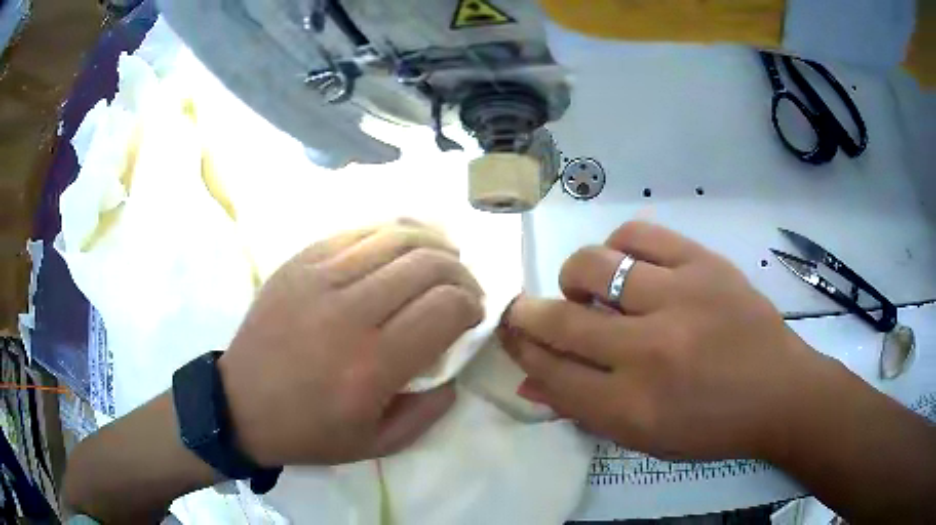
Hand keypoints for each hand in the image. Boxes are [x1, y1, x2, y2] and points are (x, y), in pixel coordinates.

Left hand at [220, 220, 483, 465]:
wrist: (240, 404)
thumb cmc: (309, 431)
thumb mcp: (379, 443)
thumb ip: (430, 410)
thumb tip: (454, 364)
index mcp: (372, 365)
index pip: (445, 308)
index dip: (472, 305)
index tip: (472, 315)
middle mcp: (348, 313)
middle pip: (427, 264)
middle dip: (461, 272)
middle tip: (463, 288)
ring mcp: (319, 279)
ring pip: (395, 237)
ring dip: (432, 244)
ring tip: (442, 258)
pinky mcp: (298, 263)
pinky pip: (357, 232)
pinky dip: (392, 234)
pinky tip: (401, 246)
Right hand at [502, 221, 828, 460]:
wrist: (778, 392)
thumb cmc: (710, 426)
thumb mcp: (643, 437)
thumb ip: (583, 410)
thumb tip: (527, 383)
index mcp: (631, 407)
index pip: (551, 372)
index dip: (522, 351)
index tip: (512, 335)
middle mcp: (649, 352)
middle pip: (562, 320)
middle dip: (528, 313)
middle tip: (525, 310)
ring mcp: (679, 299)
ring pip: (593, 266)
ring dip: (574, 277)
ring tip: (586, 288)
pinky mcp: (703, 264)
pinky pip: (639, 236)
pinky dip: (618, 247)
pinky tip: (624, 264)